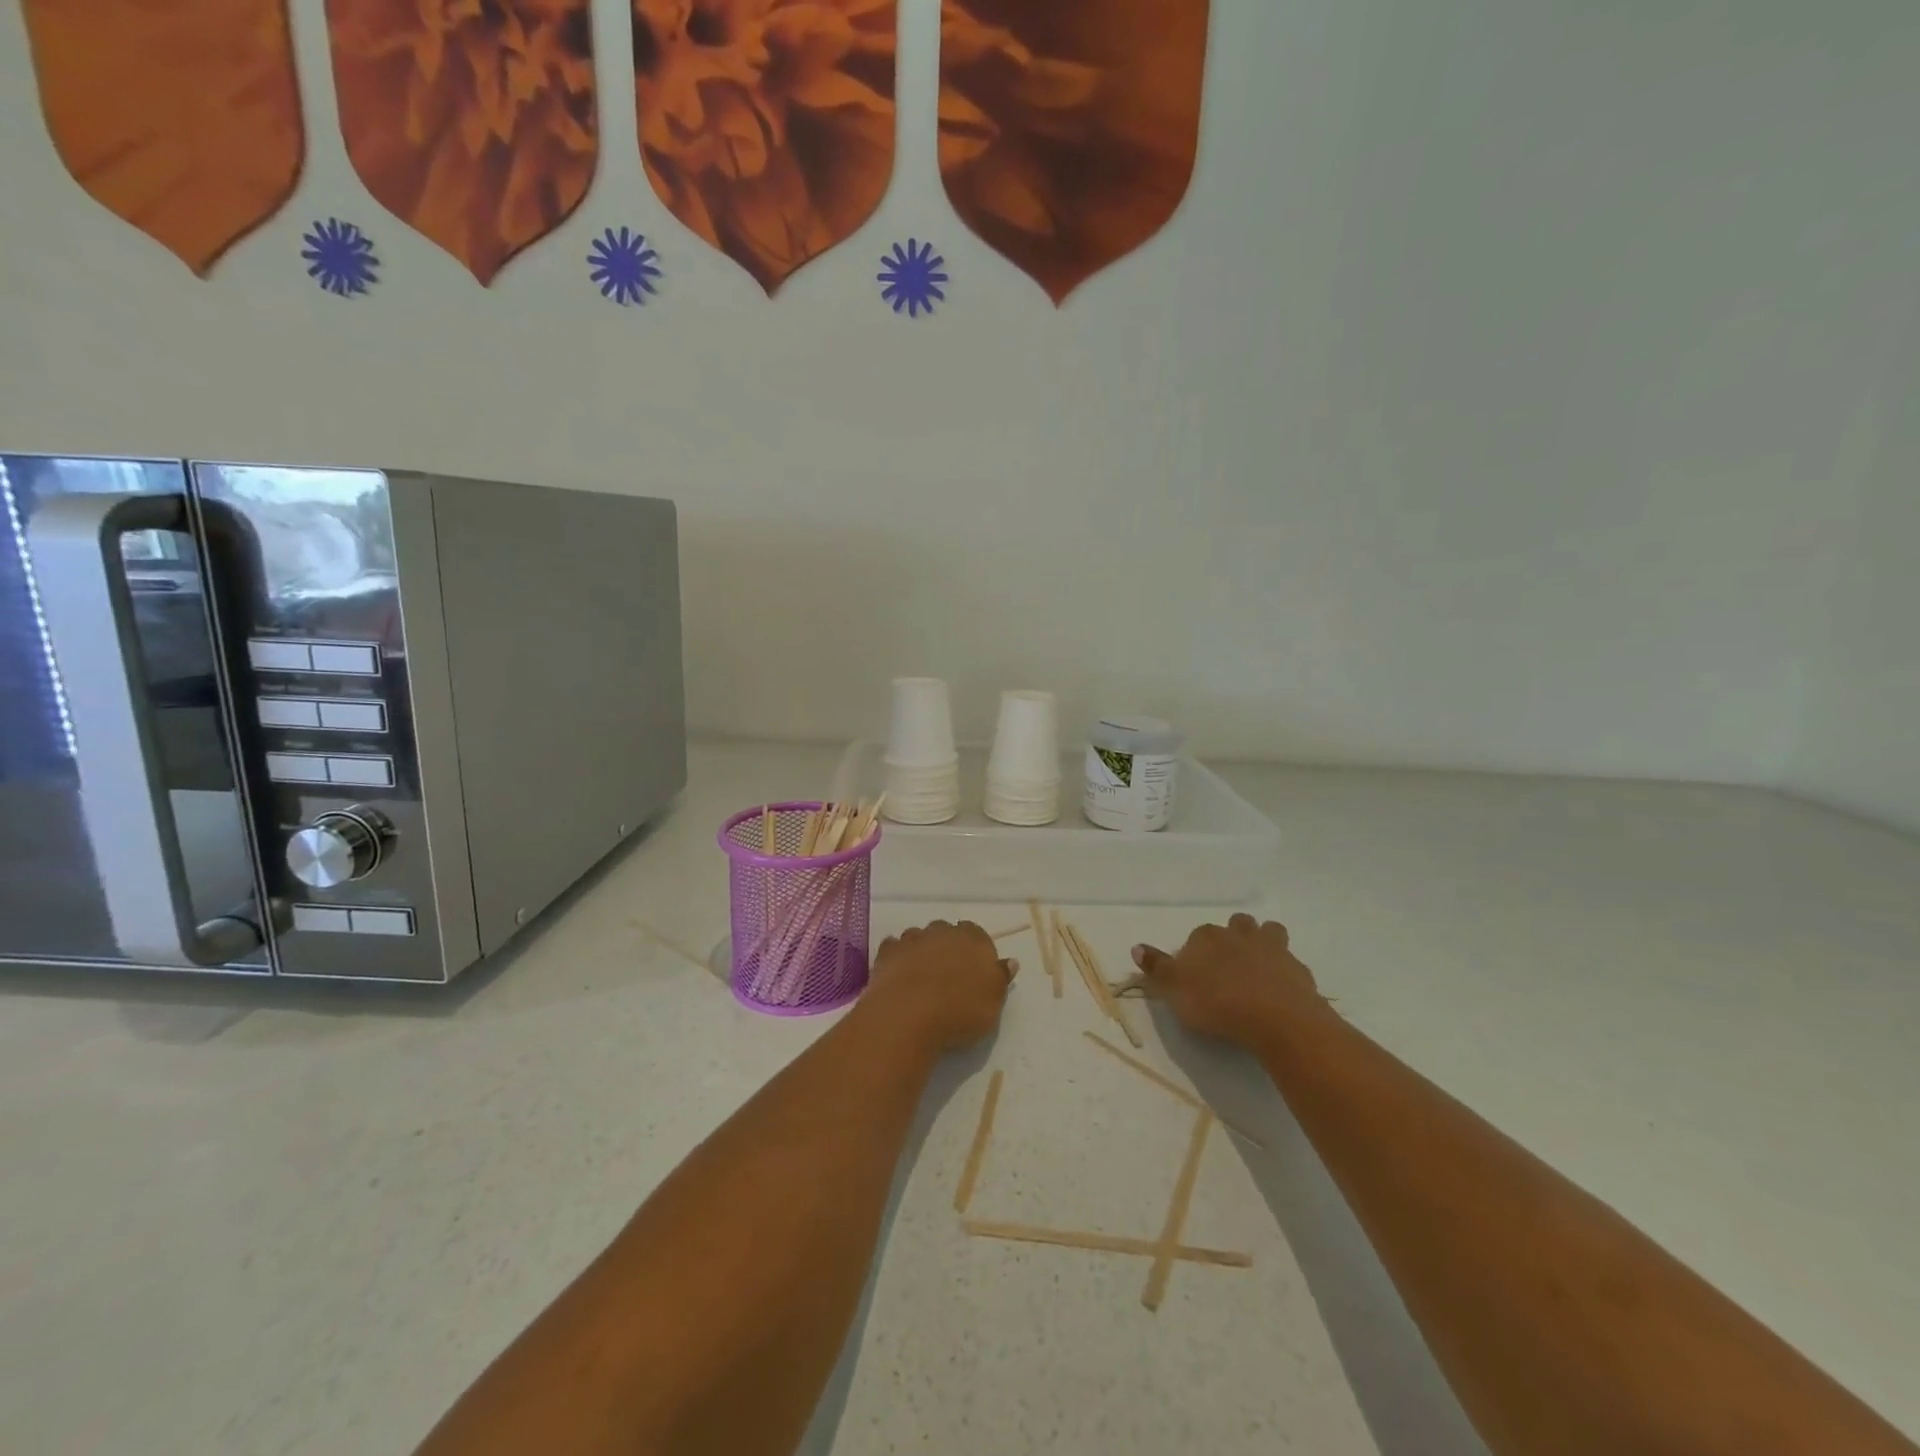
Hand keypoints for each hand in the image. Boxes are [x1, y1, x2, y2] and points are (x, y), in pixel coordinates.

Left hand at [862, 920, 1013, 1051]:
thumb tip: (1010, 962)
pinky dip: (897, 957)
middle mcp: (942, 931)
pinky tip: (898, 974)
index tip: (974, 971)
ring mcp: (912, 939)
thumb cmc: (960, 1011)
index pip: (977, 934)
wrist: (909, 1015)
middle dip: (947, 946)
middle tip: (948, 974)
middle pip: (947, 932)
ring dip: (921, 950)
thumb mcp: (993, 1003)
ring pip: (919, 937)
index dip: (975, 951)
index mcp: (973, 939)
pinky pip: (894, 948)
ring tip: (921, 977)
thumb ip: (1000, 978)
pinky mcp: (887, 952)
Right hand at [1131, 913, 1321, 1047]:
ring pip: (1268, 932)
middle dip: (1232, 938)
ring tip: (1257, 968)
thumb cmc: (1217, 1003)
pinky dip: (1284, 973)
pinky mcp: (1299, 970)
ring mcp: (1273, 949)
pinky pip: (1290, 964)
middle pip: (1236, 925)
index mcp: (1207, 937)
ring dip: (1263, 943)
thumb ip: (1156, 968)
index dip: (1195, 953)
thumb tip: (1136, 947)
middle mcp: (1239, 935)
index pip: (1197, 936)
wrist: (1277, 1019)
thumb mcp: (1174, 989)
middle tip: (1227, 966)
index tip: (1194, 975)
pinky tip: (1279, 992)